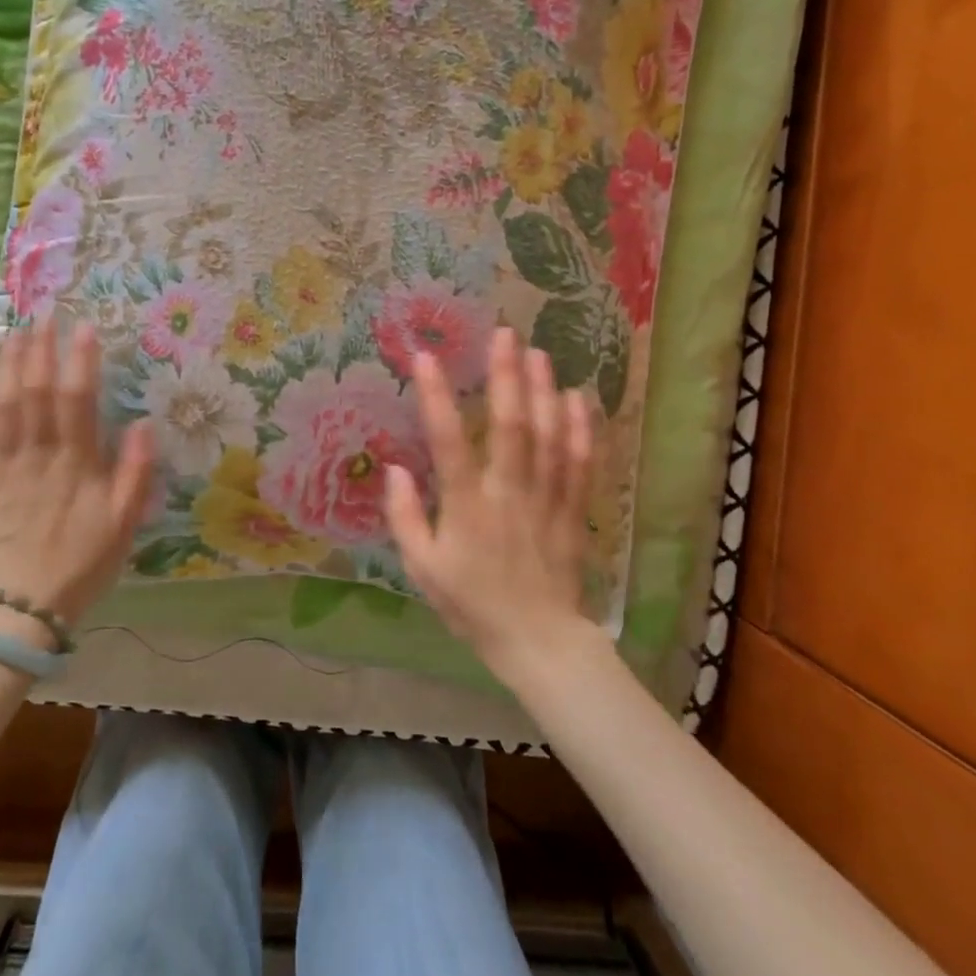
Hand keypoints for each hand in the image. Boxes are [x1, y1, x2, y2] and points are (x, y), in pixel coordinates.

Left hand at [0, 321, 153, 631]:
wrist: (21, 605)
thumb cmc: (81, 562)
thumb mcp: (123, 524)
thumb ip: (134, 473)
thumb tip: (142, 424)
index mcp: (75, 465)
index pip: (77, 400)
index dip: (81, 360)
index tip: (85, 328)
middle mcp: (35, 455)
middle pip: (35, 390)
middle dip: (41, 349)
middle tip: (46, 316)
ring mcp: (1, 464)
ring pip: (1, 402)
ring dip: (8, 362)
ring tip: (16, 330)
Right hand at [384, 327, 596, 679]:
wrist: (538, 642)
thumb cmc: (472, 604)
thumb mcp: (423, 569)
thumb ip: (405, 518)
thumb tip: (394, 469)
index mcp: (467, 508)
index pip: (448, 443)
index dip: (436, 398)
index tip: (425, 358)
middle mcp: (509, 493)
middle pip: (510, 426)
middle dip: (506, 376)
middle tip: (504, 333)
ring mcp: (547, 499)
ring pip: (549, 436)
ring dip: (544, 391)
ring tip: (539, 352)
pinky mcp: (573, 509)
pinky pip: (581, 462)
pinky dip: (582, 428)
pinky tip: (579, 397)